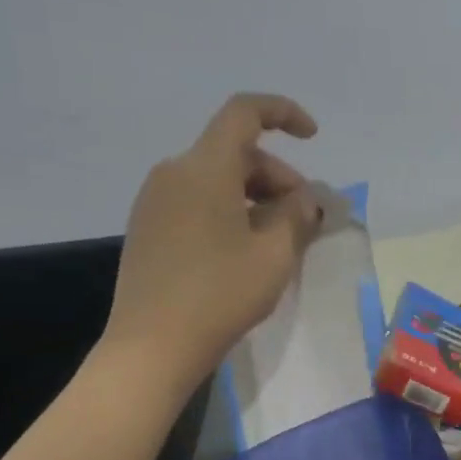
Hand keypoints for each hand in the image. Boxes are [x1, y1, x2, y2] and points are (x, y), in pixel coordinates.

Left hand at [102, 94, 321, 387]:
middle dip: (277, 176)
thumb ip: (299, 215)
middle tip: (304, 218)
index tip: (313, 137)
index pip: (244, 113)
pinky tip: (244, 252)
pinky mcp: (148, 228)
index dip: (283, 114)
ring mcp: (154, 201)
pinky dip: (228, 212)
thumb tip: (308, 197)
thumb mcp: (275, 255)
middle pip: (234, 152)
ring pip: (216, 179)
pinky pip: (196, 202)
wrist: (152, 346)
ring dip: (254, 197)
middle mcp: (173, 172)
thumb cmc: (220, 295)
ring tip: (279, 240)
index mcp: (204, 167)